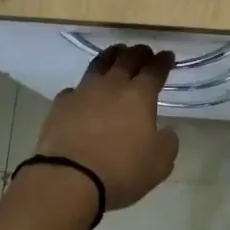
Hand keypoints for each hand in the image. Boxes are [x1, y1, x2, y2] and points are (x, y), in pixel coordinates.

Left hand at [35, 44, 180, 209]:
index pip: (155, 70)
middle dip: (139, 52)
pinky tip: (83, 93)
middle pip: (128, 59)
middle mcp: (112, 85)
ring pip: (99, 64)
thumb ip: (167, 143)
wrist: (69, 179)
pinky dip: (83, 88)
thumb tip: (166, 132)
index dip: (163, 61)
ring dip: (111, 56)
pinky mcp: (61, 104)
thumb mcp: (159, 164)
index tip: (168, 55)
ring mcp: (84, 91)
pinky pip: (75, 88)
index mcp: (140, 96)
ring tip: (116, 54)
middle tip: (144, 51)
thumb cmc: (121, 171)